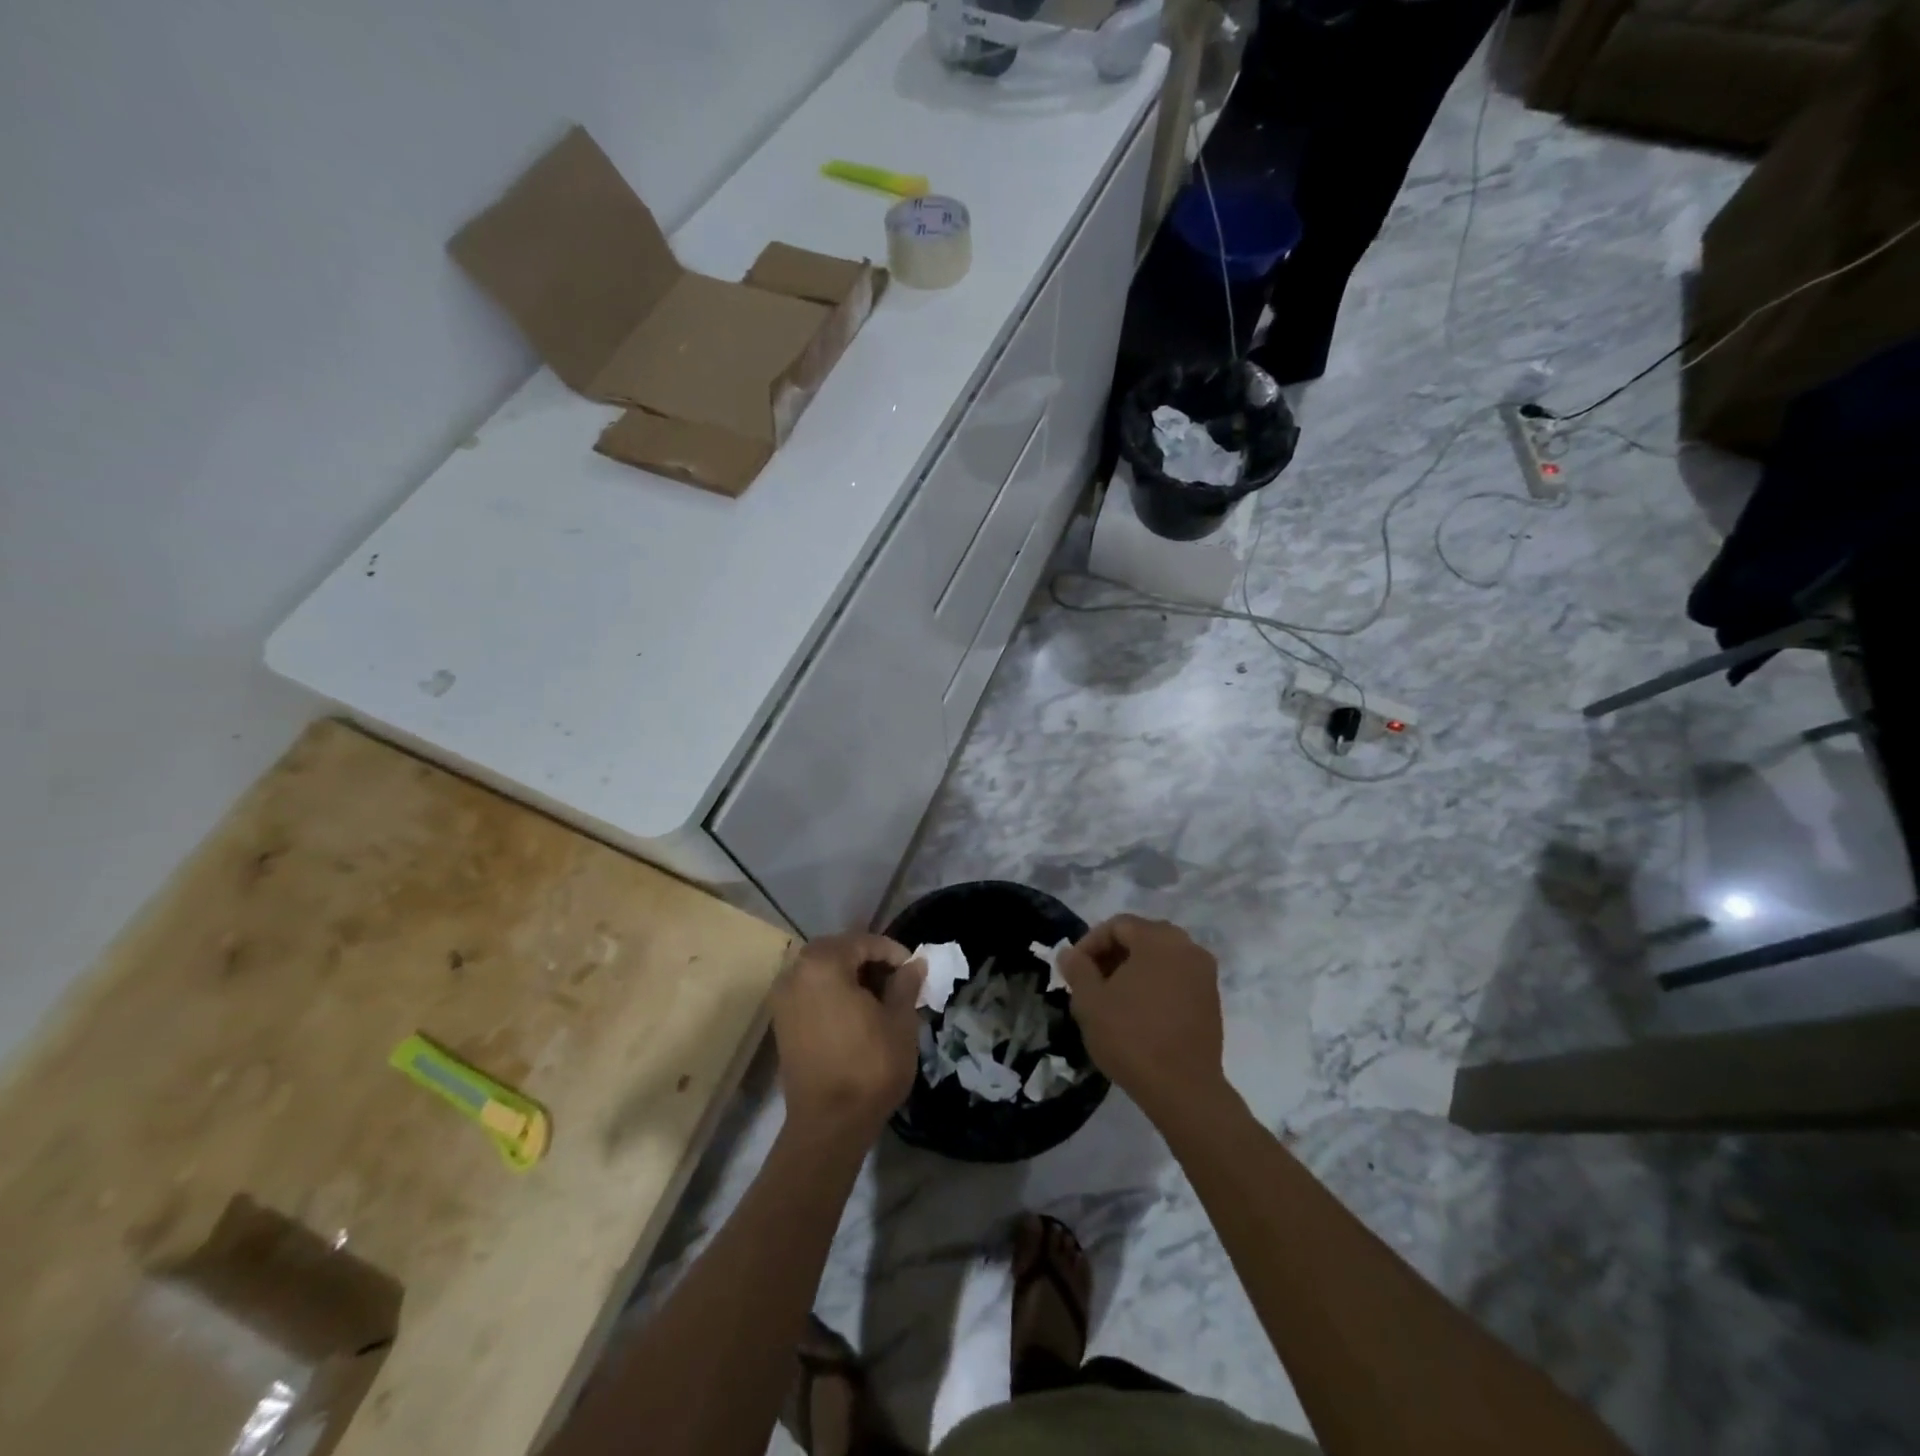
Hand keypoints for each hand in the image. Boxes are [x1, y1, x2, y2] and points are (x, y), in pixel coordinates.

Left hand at [770, 933, 924, 1143]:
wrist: (829, 1124)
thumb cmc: (869, 1067)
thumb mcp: (899, 1021)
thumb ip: (906, 984)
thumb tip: (914, 964)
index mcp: (823, 964)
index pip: (864, 942)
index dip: (893, 952)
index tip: (914, 970)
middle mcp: (795, 972)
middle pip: (838, 951)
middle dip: (869, 960)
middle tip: (897, 980)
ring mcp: (783, 998)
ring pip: (822, 970)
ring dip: (850, 975)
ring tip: (879, 997)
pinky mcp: (781, 1022)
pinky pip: (810, 991)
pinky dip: (832, 992)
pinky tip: (856, 1012)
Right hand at [1058, 916, 1225, 1121]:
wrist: (1184, 1089)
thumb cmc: (1131, 1037)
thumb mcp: (1090, 1001)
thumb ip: (1077, 969)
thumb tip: (1070, 953)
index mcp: (1158, 939)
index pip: (1117, 925)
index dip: (1090, 943)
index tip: (1074, 969)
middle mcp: (1187, 946)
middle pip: (1141, 937)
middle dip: (1112, 955)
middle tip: (1090, 982)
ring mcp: (1204, 973)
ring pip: (1160, 958)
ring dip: (1133, 970)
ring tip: (1112, 999)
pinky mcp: (1212, 999)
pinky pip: (1176, 977)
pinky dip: (1155, 984)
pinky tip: (1138, 1012)